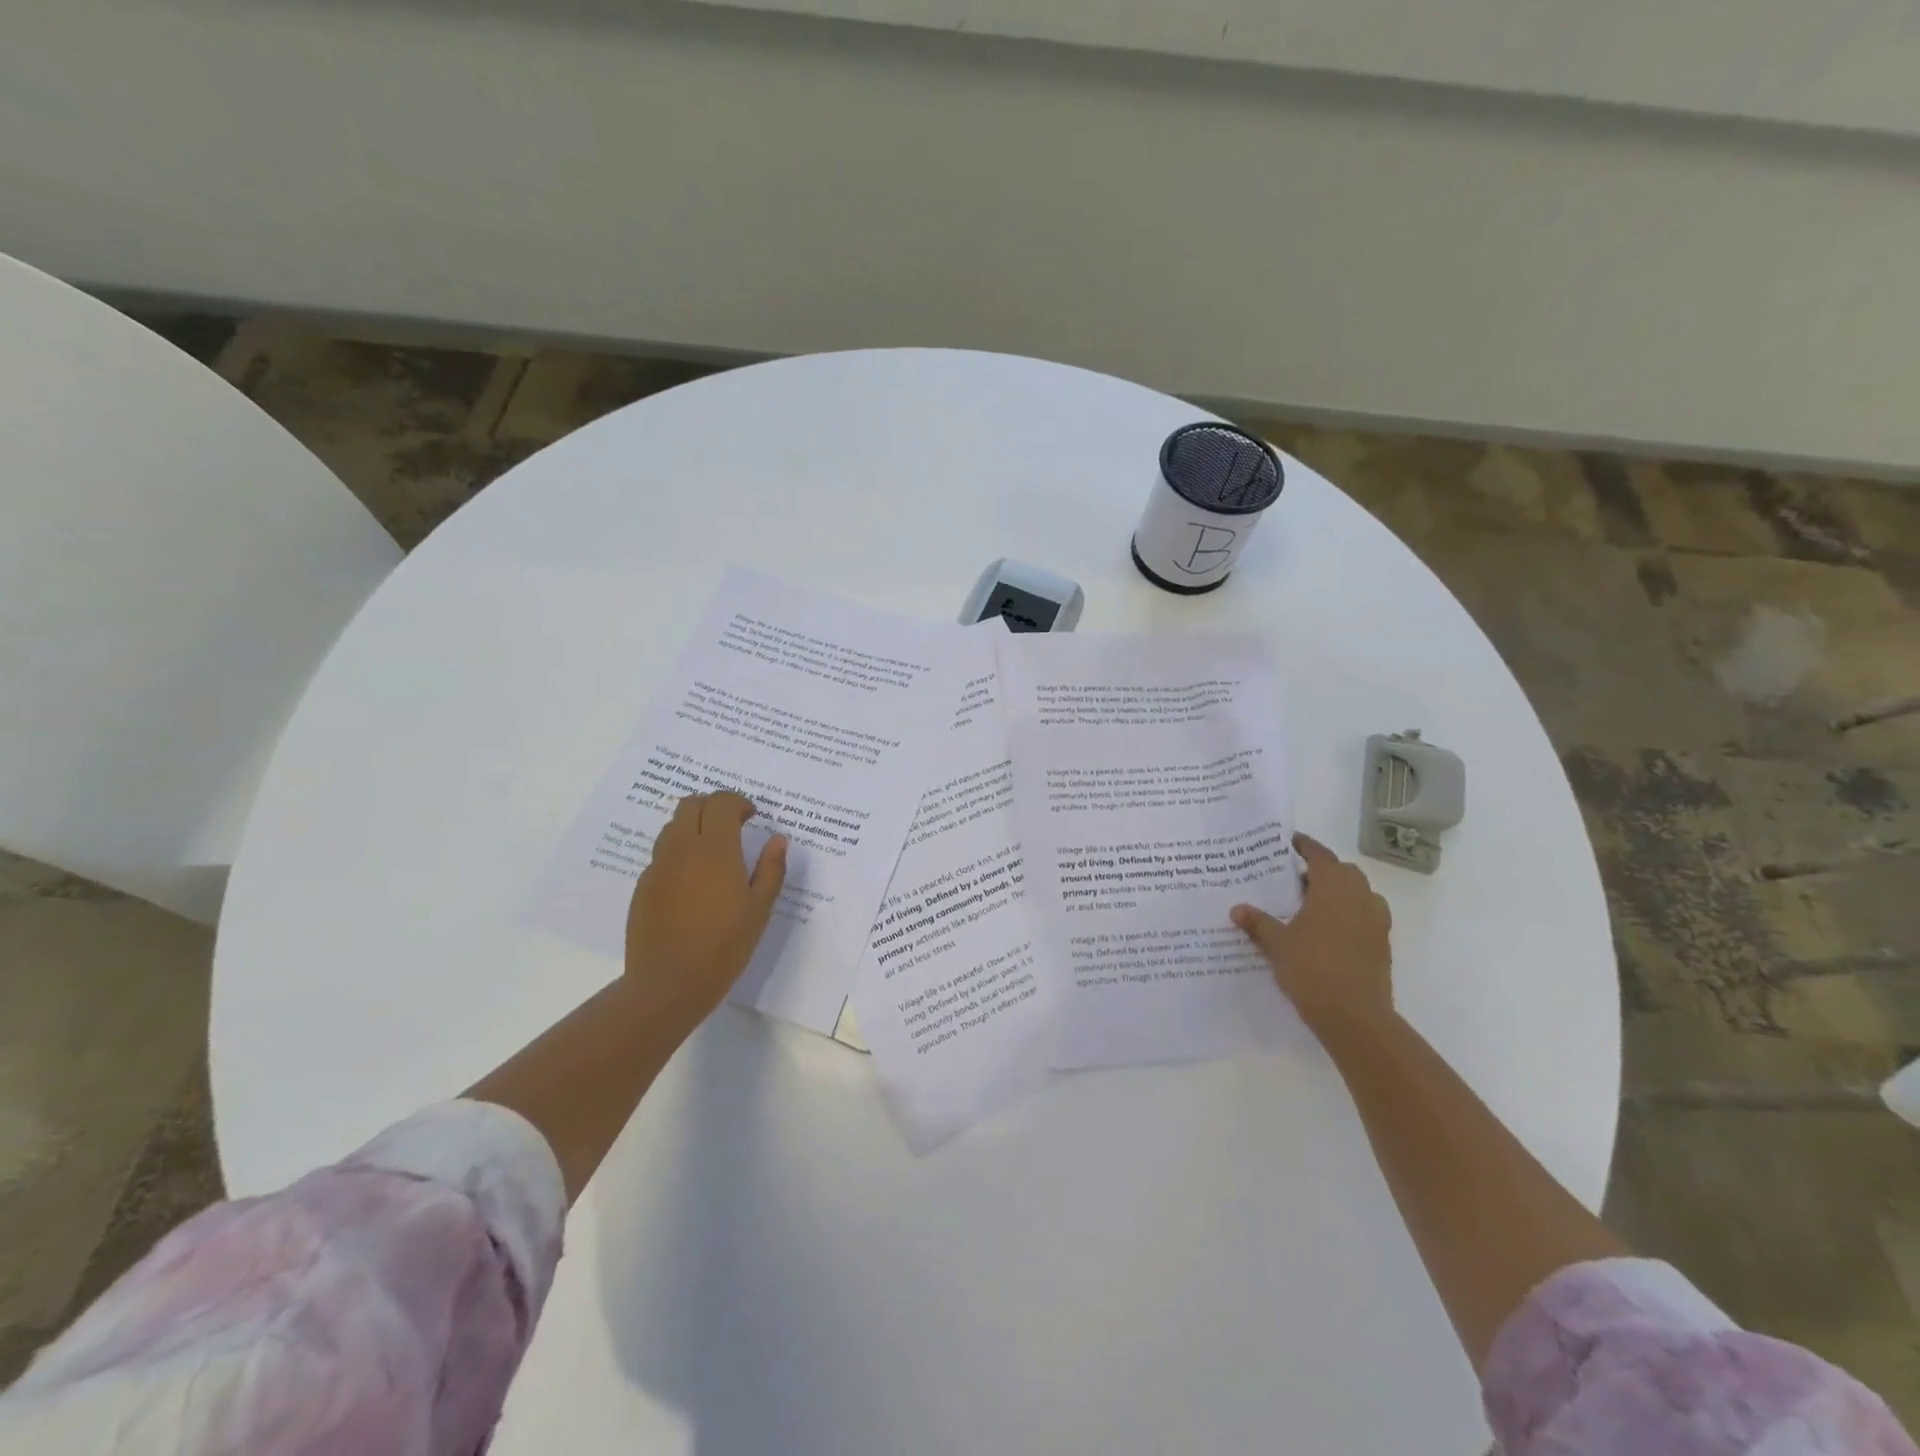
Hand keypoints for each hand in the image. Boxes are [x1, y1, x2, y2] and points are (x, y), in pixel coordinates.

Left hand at [624, 791, 787, 1031]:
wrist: (668, 984)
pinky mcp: (643, 886)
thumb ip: (771, 868)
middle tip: (732, 826)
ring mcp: (658, 867)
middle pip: (690, 804)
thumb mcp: (759, 908)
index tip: (752, 817)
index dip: (738, 802)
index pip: (720, 802)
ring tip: (712, 852)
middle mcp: (682, 848)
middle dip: (713, 806)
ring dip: (693, 826)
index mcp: (715, 848)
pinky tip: (692, 883)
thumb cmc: (724, 945)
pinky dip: (679, 853)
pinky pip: (661, 855)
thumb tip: (778, 839)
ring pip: (672, 826)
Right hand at [1231, 832, 1392, 1040]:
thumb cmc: (1312, 969)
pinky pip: (1368, 917)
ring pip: (1361, 894)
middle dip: (1324, 869)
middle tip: (1297, 878)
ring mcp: (1376, 923)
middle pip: (1345, 872)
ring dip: (1342, 891)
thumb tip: (1237, 909)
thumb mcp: (1276, 945)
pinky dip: (1352, 914)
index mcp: (1333, 890)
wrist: (1355, 1017)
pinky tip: (1331, 931)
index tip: (1291, 841)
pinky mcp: (1382, 946)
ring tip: (1315, 903)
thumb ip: (1258, 923)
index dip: (1306, 846)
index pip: (1321, 856)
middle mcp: (1359, 899)